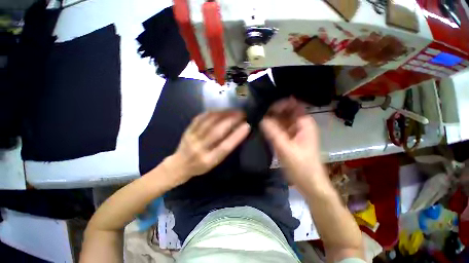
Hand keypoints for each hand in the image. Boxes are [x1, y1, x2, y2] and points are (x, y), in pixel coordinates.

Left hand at [164, 111, 249, 184]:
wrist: (179, 165)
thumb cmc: (200, 166)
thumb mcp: (215, 163)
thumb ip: (224, 149)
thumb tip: (237, 132)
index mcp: (209, 160)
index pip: (225, 146)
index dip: (237, 135)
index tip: (247, 125)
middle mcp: (199, 148)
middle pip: (217, 131)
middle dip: (231, 120)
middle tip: (242, 113)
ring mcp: (192, 138)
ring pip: (208, 122)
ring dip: (223, 114)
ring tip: (233, 110)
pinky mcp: (188, 130)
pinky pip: (200, 118)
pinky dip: (211, 112)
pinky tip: (220, 109)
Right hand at [261, 97, 324, 187]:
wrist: (309, 184)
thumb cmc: (302, 167)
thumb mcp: (285, 149)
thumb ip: (273, 132)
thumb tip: (261, 118)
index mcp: (304, 123)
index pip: (293, 105)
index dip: (280, 103)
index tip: (266, 107)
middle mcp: (300, 125)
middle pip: (286, 112)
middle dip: (273, 111)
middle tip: (258, 112)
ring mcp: (294, 132)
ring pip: (281, 120)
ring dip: (271, 119)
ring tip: (258, 118)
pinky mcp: (289, 139)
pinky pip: (279, 129)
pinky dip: (272, 127)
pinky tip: (262, 127)